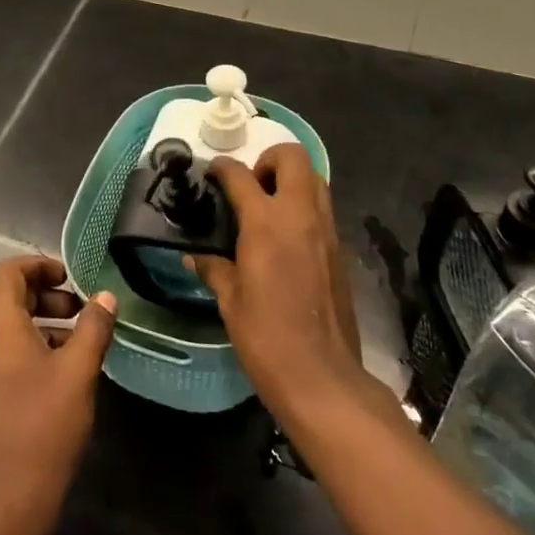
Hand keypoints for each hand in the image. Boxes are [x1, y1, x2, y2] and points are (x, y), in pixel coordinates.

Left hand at [0, 256, 115, 534]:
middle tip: (79, 309)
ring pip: (4, 325)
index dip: (39, 265)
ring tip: (76, 339)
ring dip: (38, 320)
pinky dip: (28, 344)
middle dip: (44, 294)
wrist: (8, 502)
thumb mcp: (78, 371)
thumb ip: (93, 327)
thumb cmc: (44, 426)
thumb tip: (105, 298)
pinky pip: (1, 351)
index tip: (70, 278)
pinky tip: (59, 370)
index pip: (8, 272)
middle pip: (5, 296)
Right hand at [189, 144, 374, 431]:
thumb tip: (194, 257)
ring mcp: (326, 230)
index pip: (240, 175)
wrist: (323, 377)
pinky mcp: (340, 249)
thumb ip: (214, 269)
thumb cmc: (267, 338)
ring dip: (291, 179)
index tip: (211, 173)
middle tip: (251, 185)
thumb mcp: (230, 302)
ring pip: (315, 178)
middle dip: (268, 158)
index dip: (221, 168)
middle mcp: (300, 215)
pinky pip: (323, 208)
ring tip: (268, 207)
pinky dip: (304, 206)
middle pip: (291, 157)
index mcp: (266, 222)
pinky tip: (286, 237)